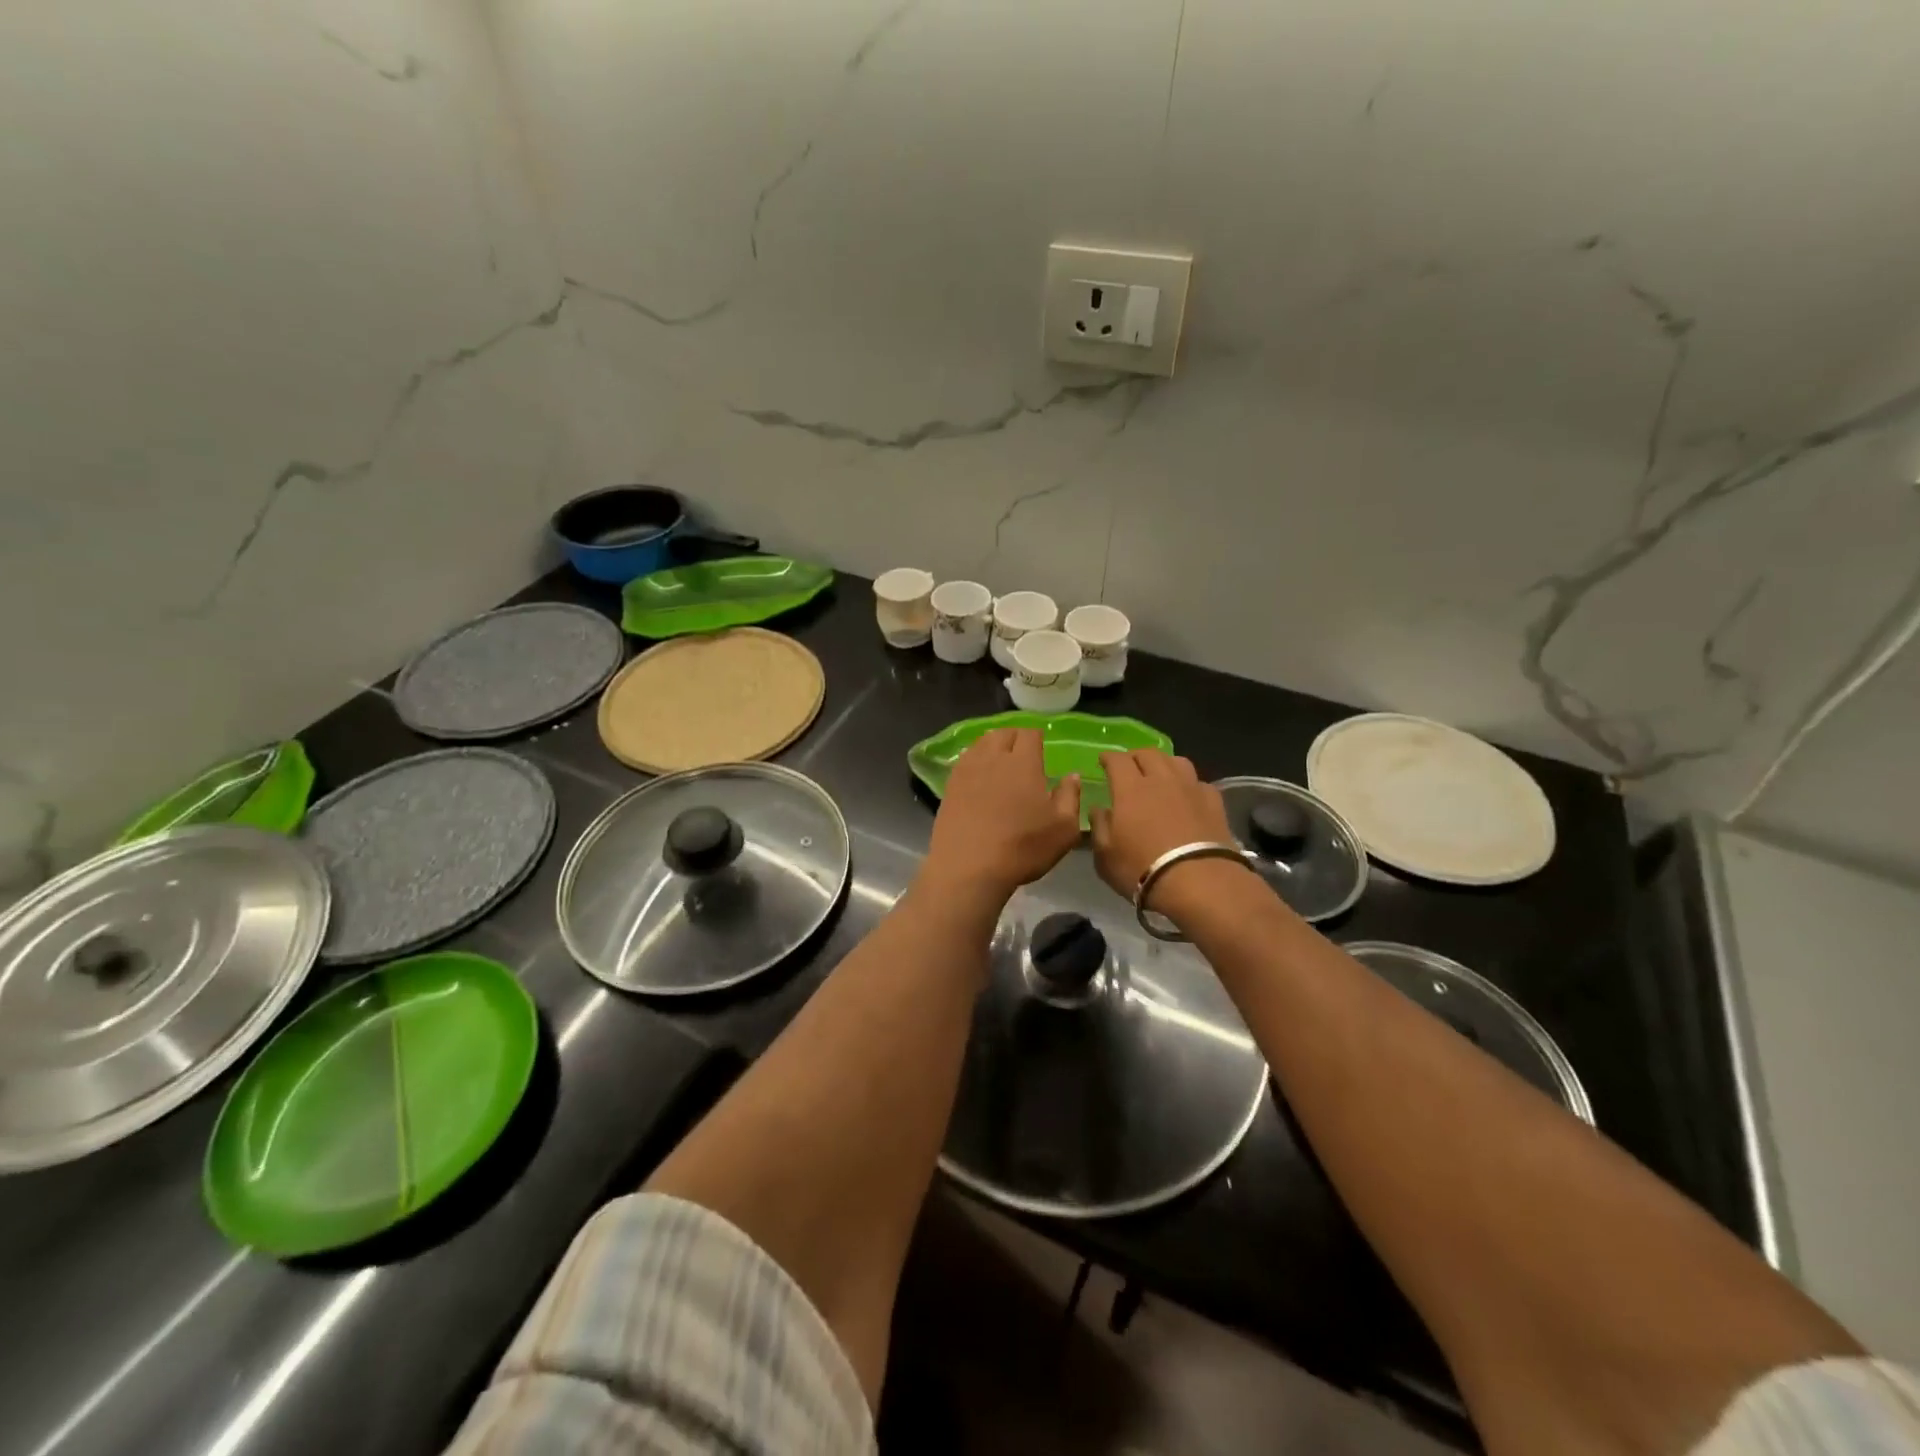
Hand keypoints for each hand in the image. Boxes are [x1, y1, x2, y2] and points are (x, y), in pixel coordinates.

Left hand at [922, 728, 1081, 905]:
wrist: (969, 868)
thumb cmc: (1022, 848)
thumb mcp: (1063, 829)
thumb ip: (1070, 797)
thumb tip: (1072, 776)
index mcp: (1023, 763)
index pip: (1029, 734)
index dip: (1036, 736)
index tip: (1041, 746)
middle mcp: (993, 758)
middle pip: (1003, 733)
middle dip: (1014, 737)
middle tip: (1021, 752)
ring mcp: (967, 771)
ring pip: (980, 744)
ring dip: (992, 746)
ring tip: (999, 760)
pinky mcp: (950, 786)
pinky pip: (964, 761)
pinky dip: (974, 761)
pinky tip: (978, 776)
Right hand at [1089, 751, 1238, 905]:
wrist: (1199, 883)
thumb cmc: (1142, 869)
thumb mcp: (1105, 856)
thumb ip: (1099, 827)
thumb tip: (1098, 809)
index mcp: (1130, 788)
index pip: (1117, 760)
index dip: (1108, 757)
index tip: (1102, 761)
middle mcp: (1161, 780)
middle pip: (1148, 754)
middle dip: (1135, 756)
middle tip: (1129, 767)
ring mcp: (1191, 788)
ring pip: (1177, 761)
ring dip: (1164, 763)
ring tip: (1159, 775)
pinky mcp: (1214, 802)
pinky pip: (1198, 782)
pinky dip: (1188, 784)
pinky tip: (1187, 796)